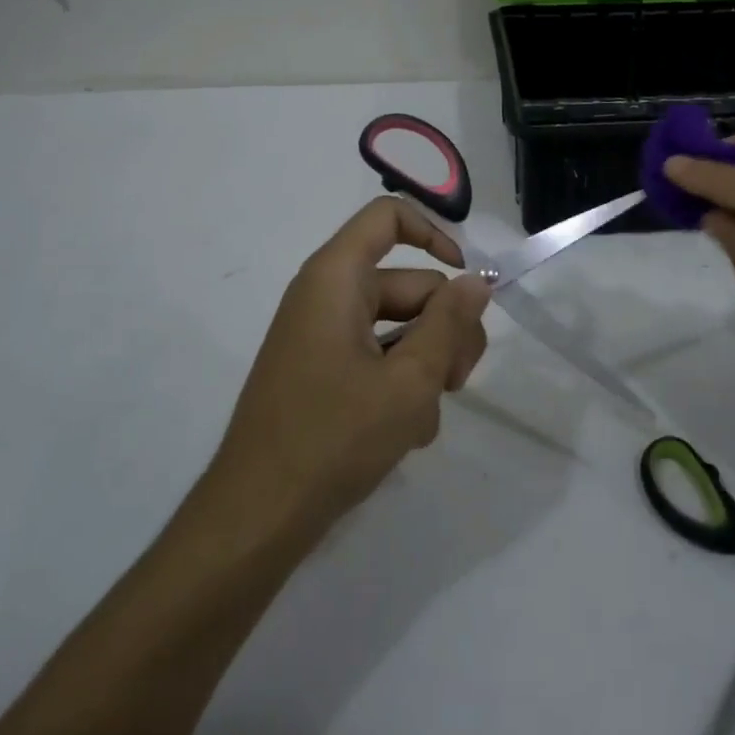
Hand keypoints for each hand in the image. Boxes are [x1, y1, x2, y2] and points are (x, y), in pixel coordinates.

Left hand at [205, 197, 491, 531]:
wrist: (257, 518)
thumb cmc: (333, 438)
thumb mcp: (409, 381)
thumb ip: (449, 324)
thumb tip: (477, 281)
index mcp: (336, 278)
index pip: (388, 217)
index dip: (434, 235)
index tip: (467, 284)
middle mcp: (326, 296)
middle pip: (408, 284)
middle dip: (444, 328)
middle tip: (457, 381)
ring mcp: (322, 336)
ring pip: (399, 326)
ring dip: (426, 365)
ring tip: (424, 418)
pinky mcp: (321, 371)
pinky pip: (376, 356)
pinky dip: (399, 383)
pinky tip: (406, 431)